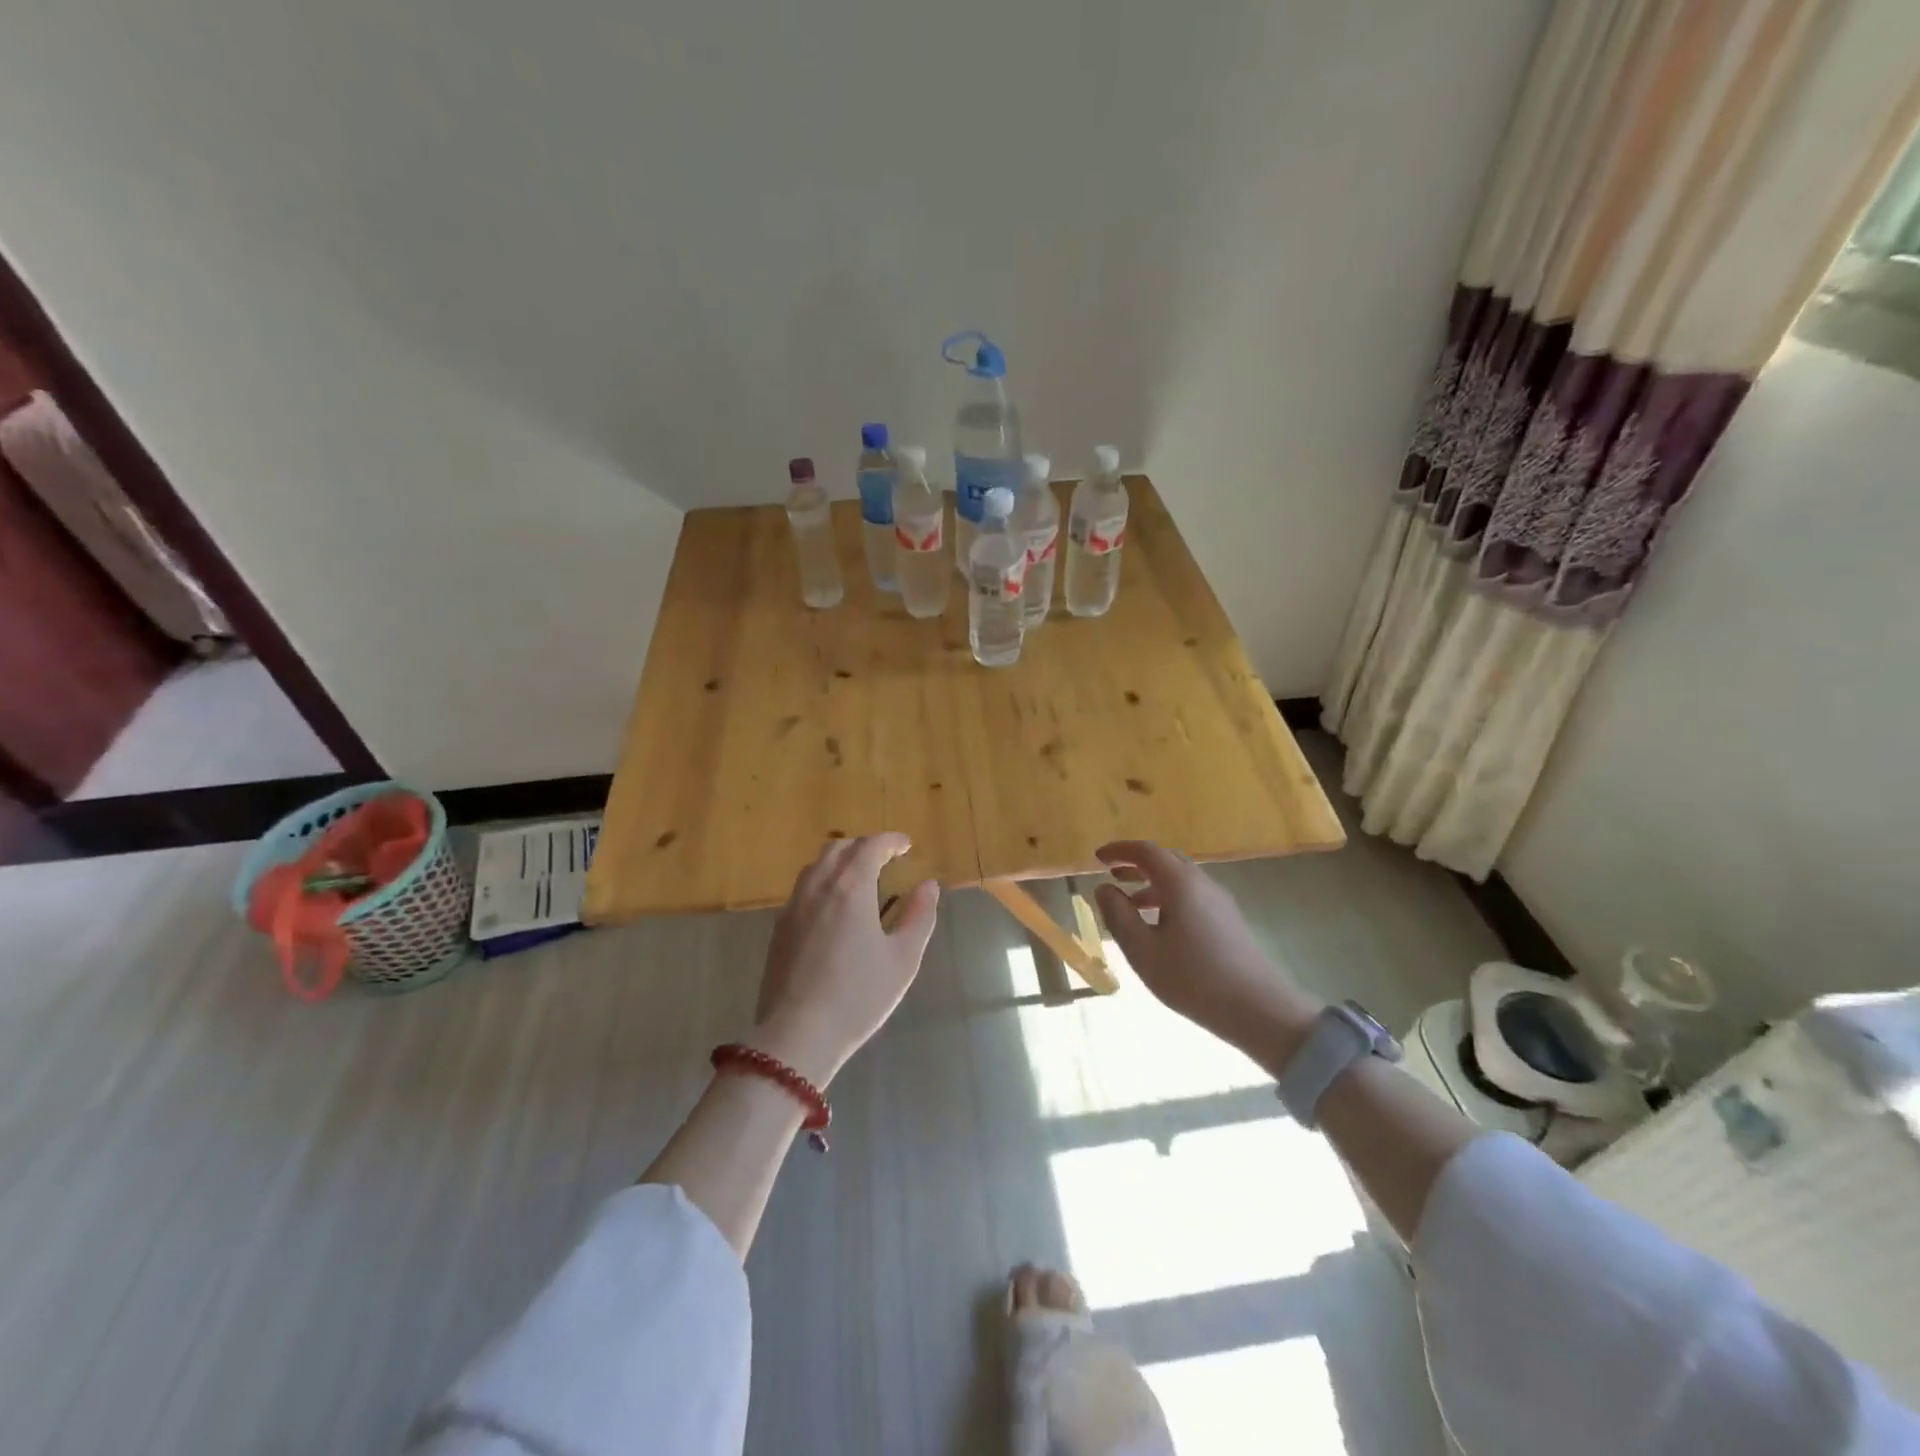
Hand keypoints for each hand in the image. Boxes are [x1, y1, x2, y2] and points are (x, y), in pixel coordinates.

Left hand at [748, 833, 939, 1088]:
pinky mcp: (779, 928)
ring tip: (858, 879)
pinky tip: (832, 908)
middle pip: (838, 848)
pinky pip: (802, 889)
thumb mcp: (902, 960)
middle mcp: (819, 887)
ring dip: (839, 861)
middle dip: (863, 846)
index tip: (906, 845)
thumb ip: (919, 917)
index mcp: (851, 888)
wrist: (797, 1035)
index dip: (890, 840)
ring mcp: (793, 907)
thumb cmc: (859, 997)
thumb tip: (928, 886)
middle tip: (884, 859)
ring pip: (815, 866)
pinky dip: (822, 882)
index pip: (870, 846)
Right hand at [1094, 841, 1320, 1072]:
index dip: (1120, 850)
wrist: (1259, 1010)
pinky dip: (1168, 898)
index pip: (1146, 851)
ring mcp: (1219, 902)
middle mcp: (1202, 883)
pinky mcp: (1229, 921)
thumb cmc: (1193, 978)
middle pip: (1166, 860)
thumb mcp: (1142, 950)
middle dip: (1136, 863)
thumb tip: (1104, 888)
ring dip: (1152, 883)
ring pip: (1180, 880)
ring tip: (1129, 903)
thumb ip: (1118, 915)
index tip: (1097, 857)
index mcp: (1180, 883)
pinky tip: (1159, 927)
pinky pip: (1192, 896)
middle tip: (1112, 874)